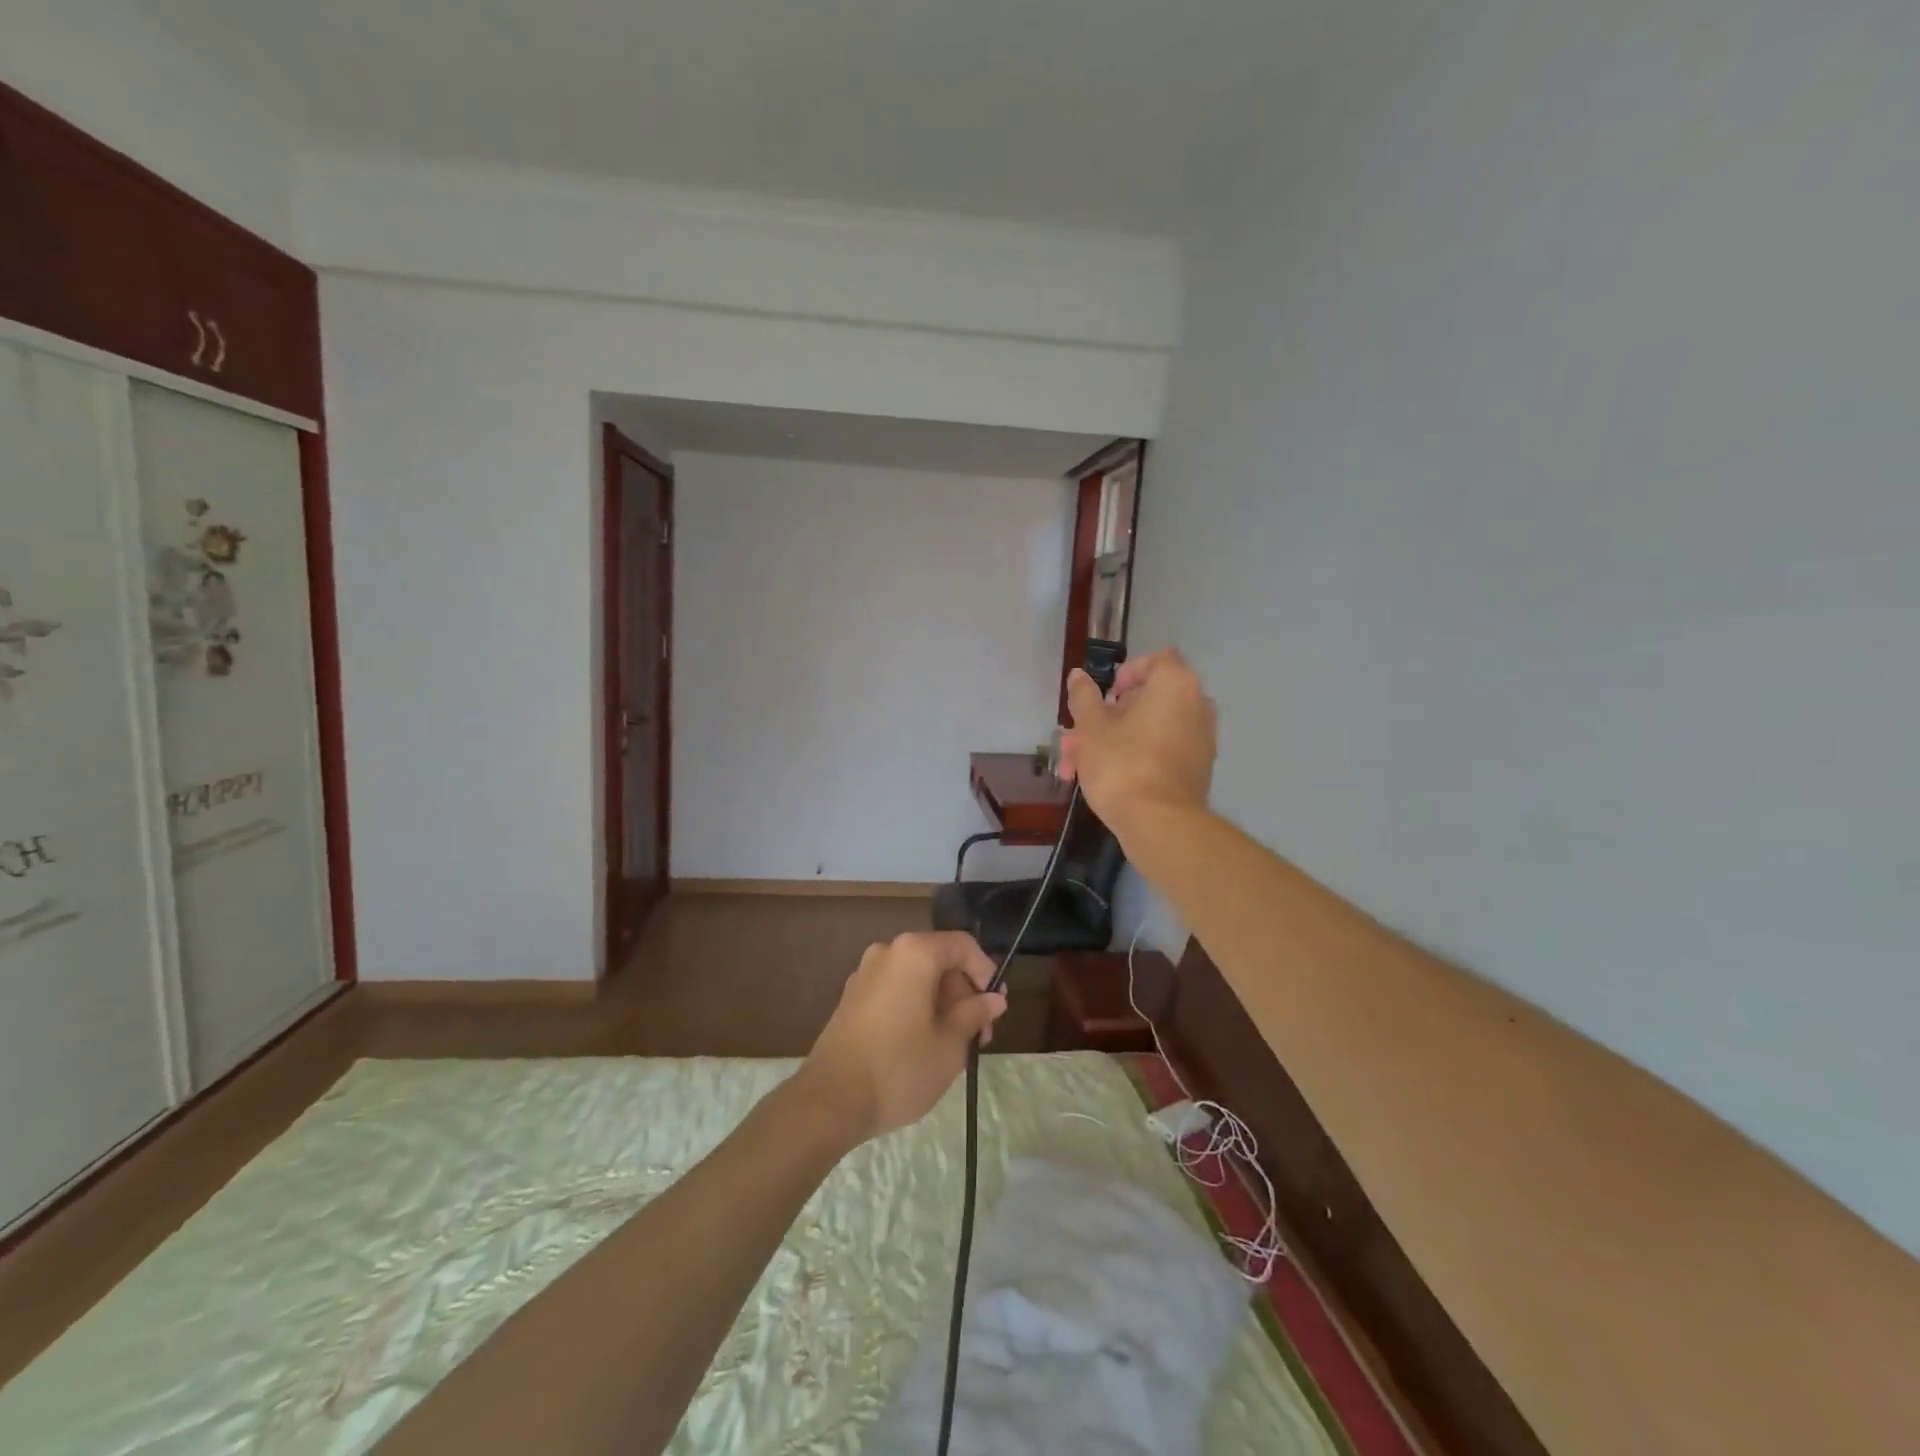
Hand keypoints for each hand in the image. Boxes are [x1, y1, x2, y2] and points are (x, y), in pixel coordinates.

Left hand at [795, 932, 1006, 1142]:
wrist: (830, 1101)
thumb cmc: (899, 1068)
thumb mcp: (950, 1045)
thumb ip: (974, 1014)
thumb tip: (993, 998)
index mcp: (914, 953)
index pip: (963, 946)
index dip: (986, 973)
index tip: (995, 1009)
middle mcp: (888, 952)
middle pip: (939, 959)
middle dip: (963, 993)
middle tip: (978, 1035)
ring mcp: (865, 973)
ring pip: (917, 976)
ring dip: (941, 1002)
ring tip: (952, 1045)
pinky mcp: (851, 997)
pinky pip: (895, 989)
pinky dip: (915, 1006)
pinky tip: (921, 1044)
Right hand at [1059, 648, 1216, 844]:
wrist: (1160, 823)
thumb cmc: (1122, 764)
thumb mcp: (1091, 728)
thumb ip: (1084, 697)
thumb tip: (1079, 676)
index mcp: (1175, 685)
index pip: (1156, 660)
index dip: (1127, 673)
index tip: (1104, 695)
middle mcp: (1197, 705)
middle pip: (1148, 700)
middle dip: (1108, 717)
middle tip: (1078, 738)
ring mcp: (1202, 739)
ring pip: (1150, 729)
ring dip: (1115, 740)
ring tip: (1078, 766)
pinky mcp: (1198, 768)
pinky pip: (1163, 750)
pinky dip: (1136, 756)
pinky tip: (1105, 780)